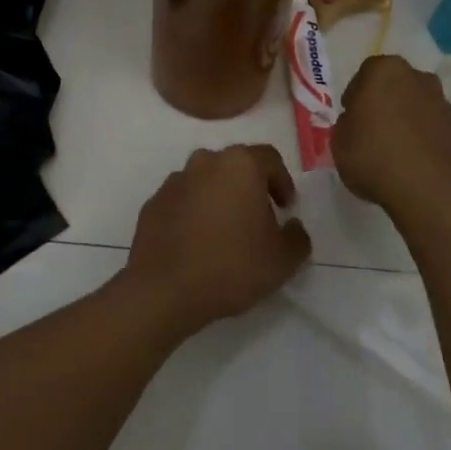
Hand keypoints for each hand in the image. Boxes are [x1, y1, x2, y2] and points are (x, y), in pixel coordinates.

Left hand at [124, 145, 311, 337]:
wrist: (163, 290)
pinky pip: (183, 201)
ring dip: (220, 199)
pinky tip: (198, 243)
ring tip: (226, 233)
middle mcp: (205, 162)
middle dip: (250, 188)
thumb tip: (291, 226)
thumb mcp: (282, 260)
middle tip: (259, 219)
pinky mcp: (153, 203)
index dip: (283, 182)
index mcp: (240, 165)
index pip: (270, 159)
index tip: (286, 208)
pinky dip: (194, 213)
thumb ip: (297, 237)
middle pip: (236, 166)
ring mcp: (175, 181)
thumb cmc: (231, 266)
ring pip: (207, 182)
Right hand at [333, 55, 450, 220]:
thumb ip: (347, 125)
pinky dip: (426, 142)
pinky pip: (435, 131)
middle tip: (373, 132)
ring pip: (419, 107)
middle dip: (386, 104)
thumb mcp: (339, 142)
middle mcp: (419, 79)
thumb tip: (357, 122)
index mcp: (386, 72)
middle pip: (397, 87)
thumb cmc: (375, 158)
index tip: (352, 118)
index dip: (356, 97)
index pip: (365, 75)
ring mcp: (445, 105)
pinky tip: (416, 166)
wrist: (432, 191)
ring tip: (396, 153)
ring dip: (408, 122)